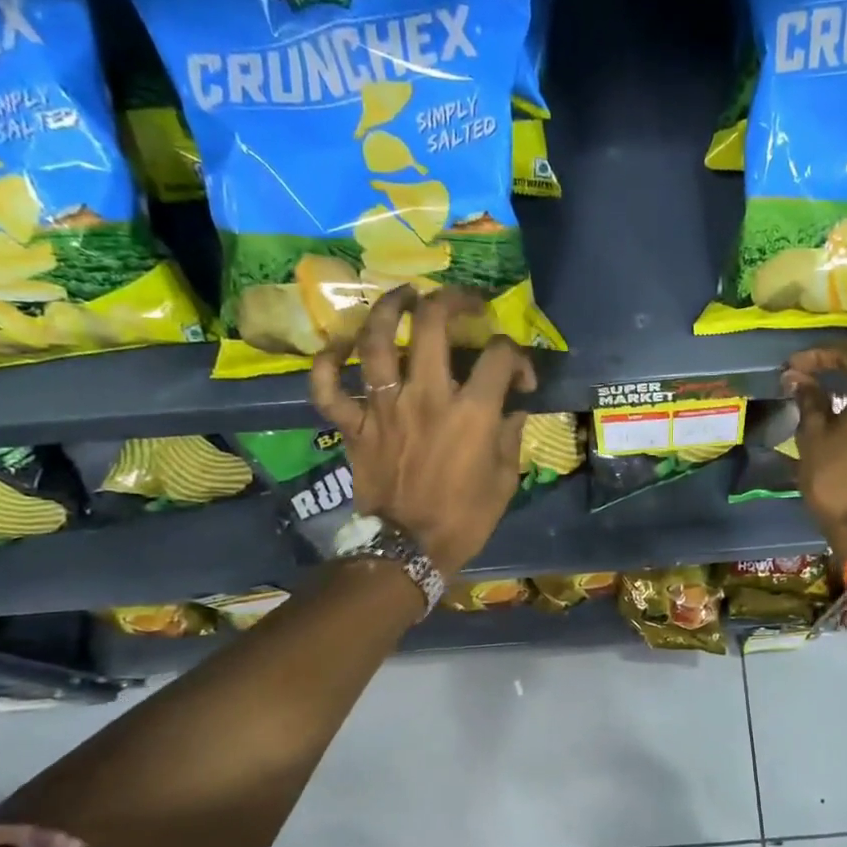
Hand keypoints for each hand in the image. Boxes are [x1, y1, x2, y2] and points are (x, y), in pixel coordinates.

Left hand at [310, 286, 533, 574]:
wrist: (409, 549)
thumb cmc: (466, 518)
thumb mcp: (506, 479)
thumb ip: (511, 434)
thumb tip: (512, 406)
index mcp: (472, 412)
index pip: (500, 355)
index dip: (517, 356)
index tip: (520, 377)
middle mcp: (426, 396)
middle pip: (433, 323)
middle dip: (452, 301)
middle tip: (462, 303)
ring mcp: (383, 407)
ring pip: (377, 339)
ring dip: (389, 308)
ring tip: (404, 296)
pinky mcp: (354, 425)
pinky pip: (328, 386)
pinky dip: (327, 361)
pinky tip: (340, 347)